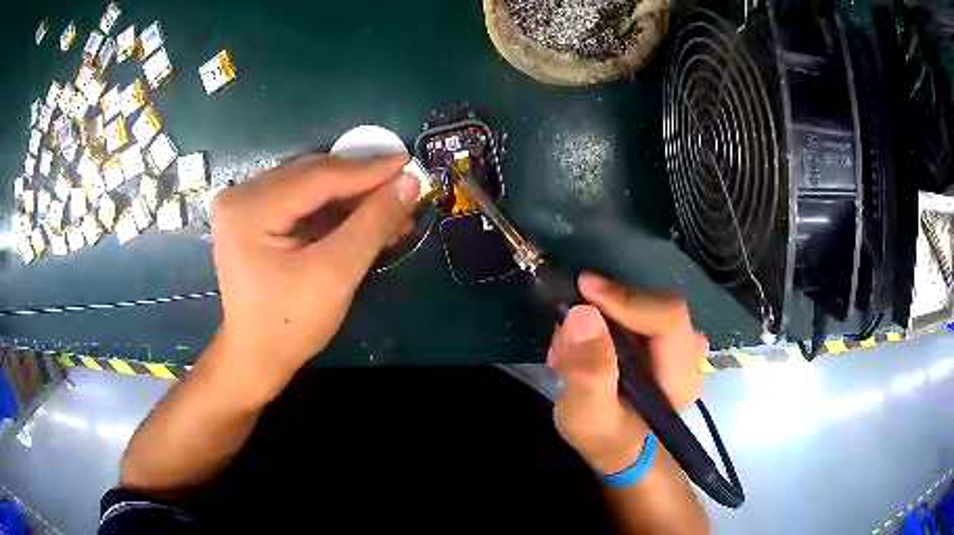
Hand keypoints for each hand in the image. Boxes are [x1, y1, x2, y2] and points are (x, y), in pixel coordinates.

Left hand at [209, 154, 419, 396]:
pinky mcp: (250, 217)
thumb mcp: (336, 274)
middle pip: (311, 176)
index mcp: (250, 209)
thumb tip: (408, 182)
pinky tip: (362, 216)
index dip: (367, 170)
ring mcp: (242, 205)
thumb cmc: (291, 324)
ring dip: (350, 196)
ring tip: (390, 207)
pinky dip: (331, 208)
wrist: (256, 356)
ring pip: (308, 186)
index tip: (408, 162)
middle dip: (360, 183)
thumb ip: (372, 223)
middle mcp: (240, 196)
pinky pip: (298, 201)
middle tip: (403, 185)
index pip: (317, 177)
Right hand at [547, 273, 706, 473]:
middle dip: (610, 307)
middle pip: (657, 306)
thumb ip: (588, 372)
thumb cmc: (605, 438)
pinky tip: (586, 342)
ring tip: (572, 343)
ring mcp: (682, 346)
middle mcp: (690, 355)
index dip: (627, 299)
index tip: (584, 289)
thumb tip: (583, 315)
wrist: (619, 450)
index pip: (668, 318)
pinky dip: (610, 318)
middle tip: (568, 325)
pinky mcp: (668, 342)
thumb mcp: (587, 415)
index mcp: (681, 376)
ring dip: (606, 313)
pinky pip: (641, 313)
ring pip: (647, 306)